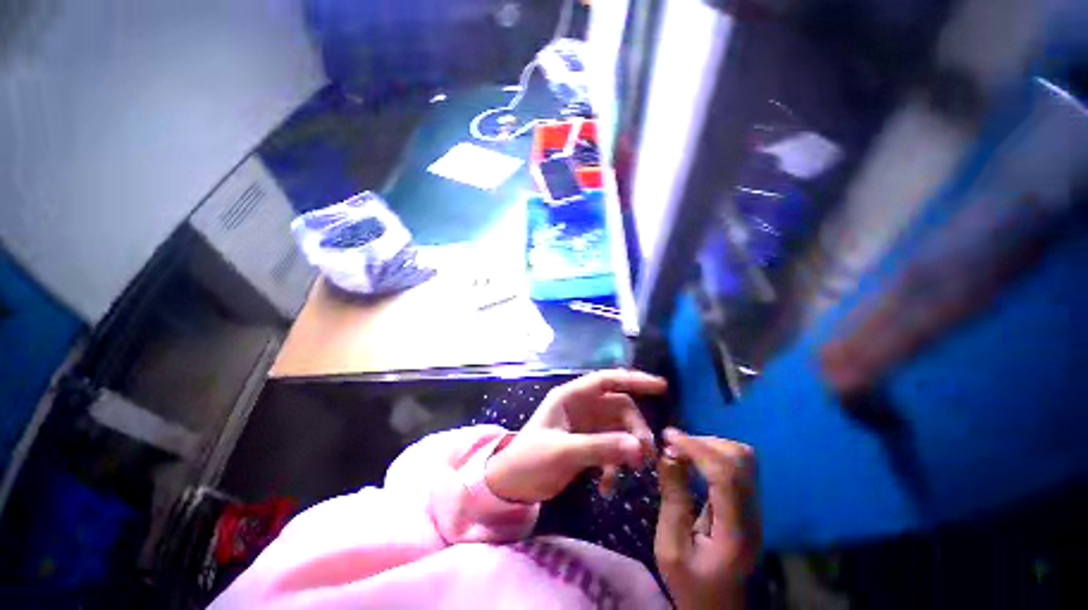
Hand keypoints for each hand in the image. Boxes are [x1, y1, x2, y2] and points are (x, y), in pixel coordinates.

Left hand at [485, 370, 666, 503]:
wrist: (511, 486)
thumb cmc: (530, 460)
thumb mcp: (563, 452)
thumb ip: (600, 447)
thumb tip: (638, 447)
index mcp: (571, 397)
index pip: (607, 380)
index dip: (634, 379)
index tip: (661, 387)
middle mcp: (581, 407)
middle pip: (619, 408)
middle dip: (635, 428)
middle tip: (645, 456)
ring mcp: (586, 426)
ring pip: (619, 428)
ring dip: (628, 448)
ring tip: (631, 472)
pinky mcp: (587, 444)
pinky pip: (611, 448)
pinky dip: (615, 465)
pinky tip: (607, 486)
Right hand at [655, 429, 760, 609]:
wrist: (717, 606)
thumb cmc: (690, 583)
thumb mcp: (670, 548)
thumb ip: (672, 499)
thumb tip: (668, 455)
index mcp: (735, 531)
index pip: (726, 475)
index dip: (696, 448)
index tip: (667, 436)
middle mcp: (752, 515)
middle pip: (741, 460)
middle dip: (703, 443)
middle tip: (673, 446)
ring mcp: (754, 509)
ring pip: (742, 458)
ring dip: (709, 446)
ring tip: (681, 451)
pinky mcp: (747, 504)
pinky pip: (735, 465)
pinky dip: (712, 453)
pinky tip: (692, 460)